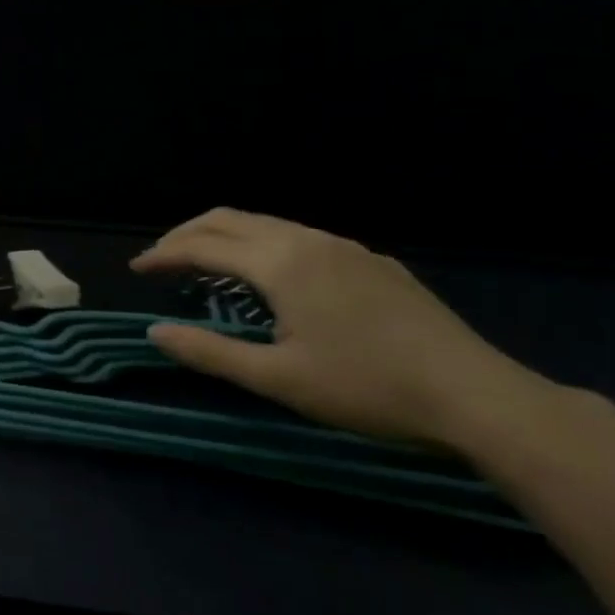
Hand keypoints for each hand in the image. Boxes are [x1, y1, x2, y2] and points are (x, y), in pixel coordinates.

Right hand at [131, 208, 553, 446]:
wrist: (477, 396)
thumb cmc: (367, 388)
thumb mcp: (278, 378)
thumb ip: (209, 352)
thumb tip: (155, 332)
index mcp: (279, 263)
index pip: (202, 246)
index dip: (164, 255)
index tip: (136, 269)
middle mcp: (307, 240)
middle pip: (229, 219)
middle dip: (187, 234)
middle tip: (162, 259)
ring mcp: (344, 247)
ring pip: (267, 224)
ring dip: (225, 237)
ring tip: (206, 264)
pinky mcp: (372, 262)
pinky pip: (299, 237)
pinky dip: (262, 245)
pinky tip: (272, 277)